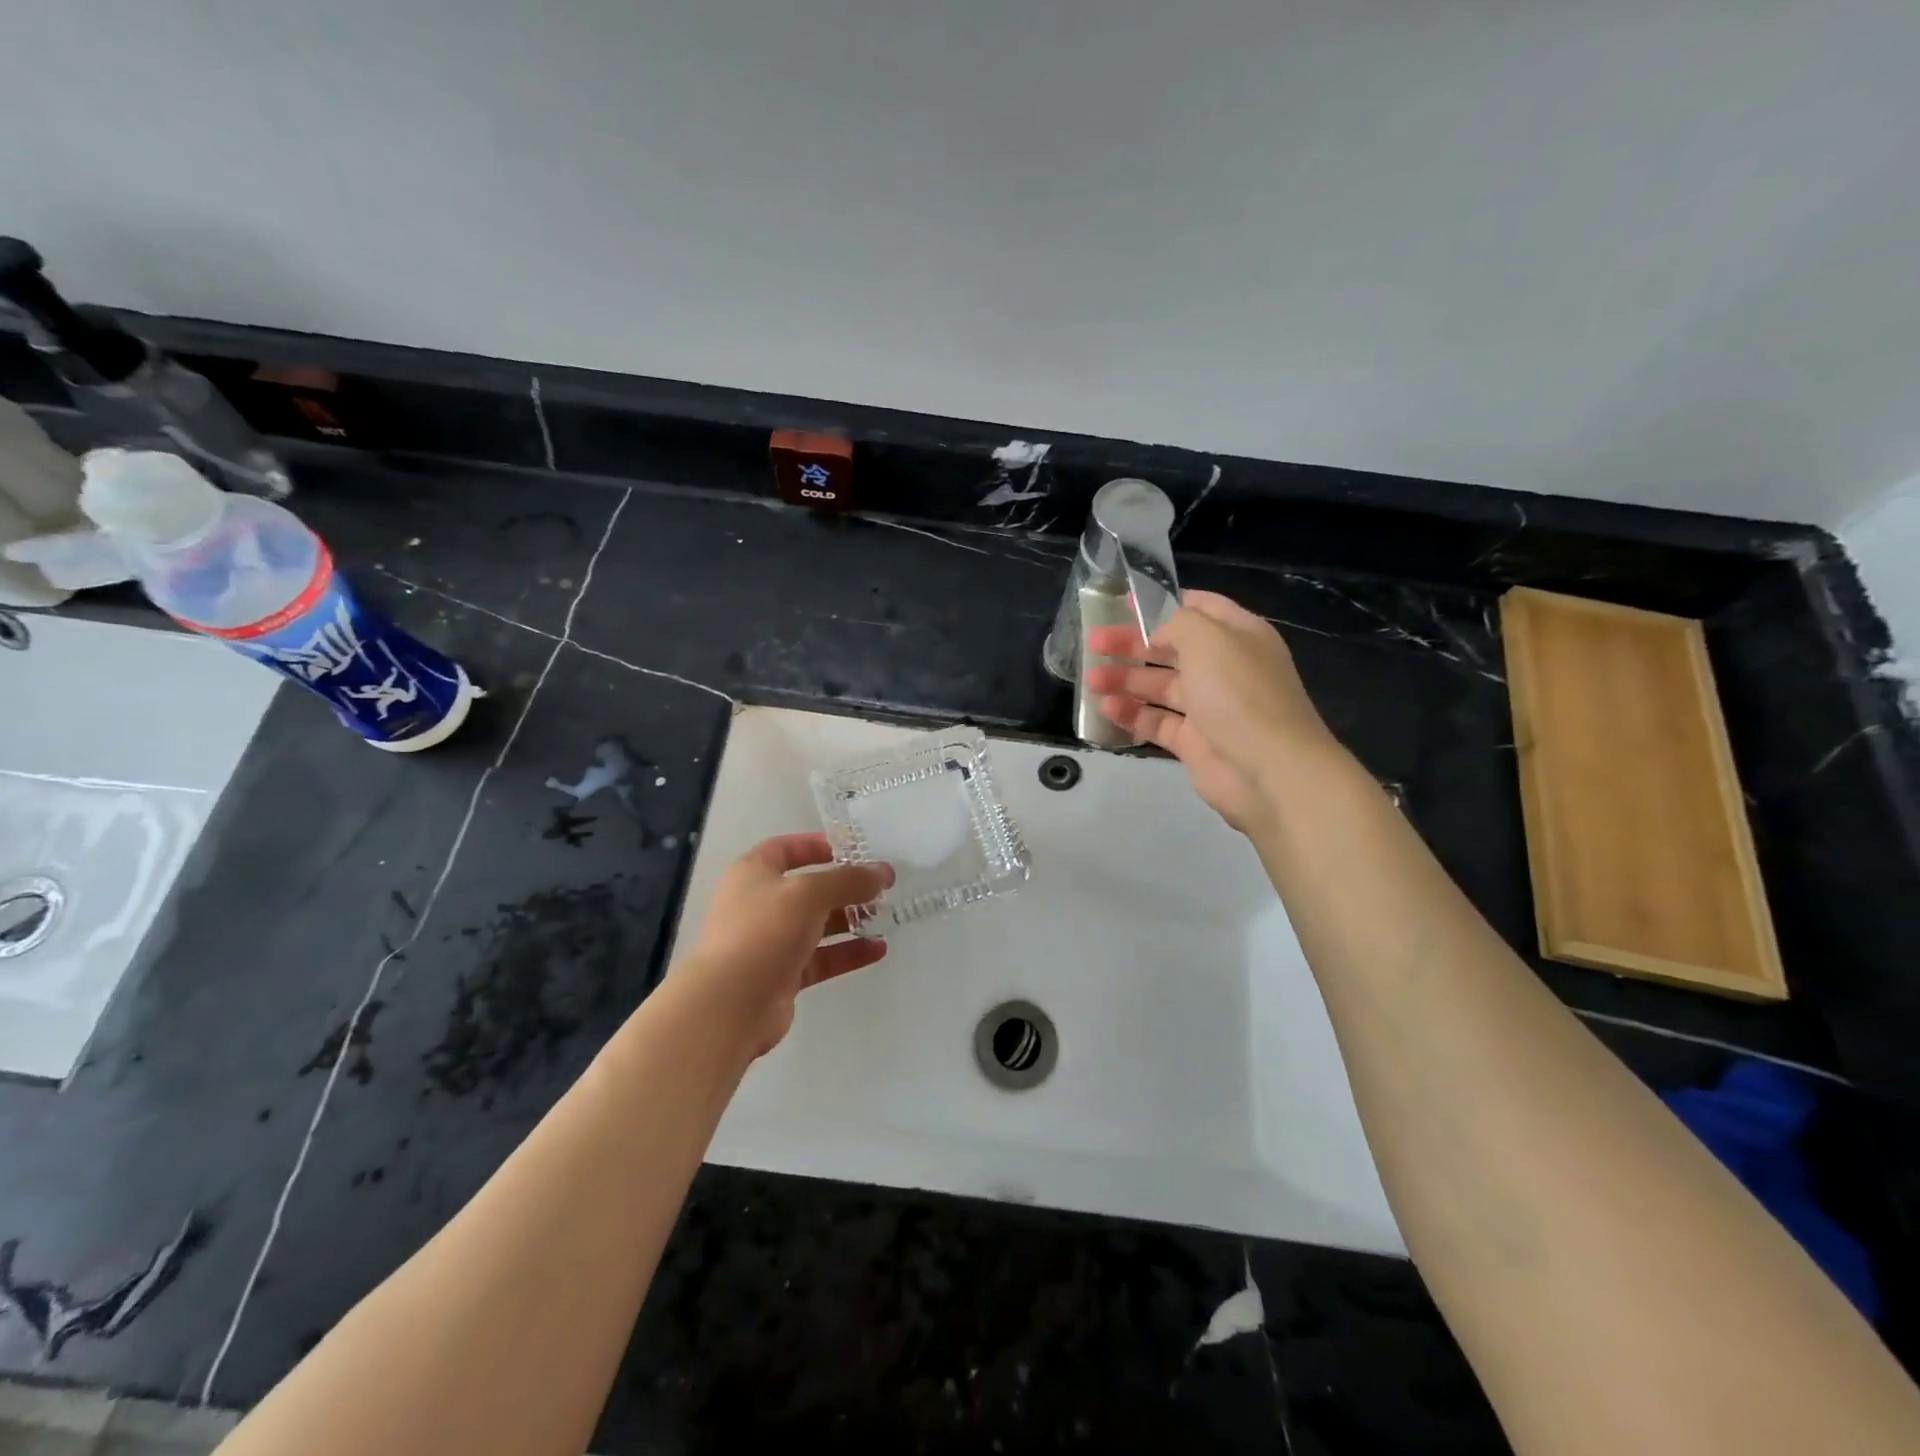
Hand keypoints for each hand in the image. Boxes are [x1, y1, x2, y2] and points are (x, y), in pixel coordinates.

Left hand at [676, 833, 893, 1058]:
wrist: (730, 1004)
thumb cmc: (765, 932)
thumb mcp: (810, 893)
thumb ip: (849, 880)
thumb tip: (883, 872)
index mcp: (753, 873)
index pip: (786, 848)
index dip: (818, 845)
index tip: (855, 850)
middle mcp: (759, 904)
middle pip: (807, 888)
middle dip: (844, 887)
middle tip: (880, 887)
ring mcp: (770, 942)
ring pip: (816, 925)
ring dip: (849, 920)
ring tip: (885, 917)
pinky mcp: (782, 975)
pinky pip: (820, 958)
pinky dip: (847, 952)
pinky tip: (877, 950)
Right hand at [1083, 590, 1344, 831]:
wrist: (1269, 770)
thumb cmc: (1239, 694)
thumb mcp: (1208, 639)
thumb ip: (1176, 623)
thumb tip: (1155, 634)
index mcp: (1237, 635)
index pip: (1198, 608)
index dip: (1161, 604)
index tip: (1123, 604)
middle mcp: (1224, 668)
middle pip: (1171, 648)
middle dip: (1132, 644)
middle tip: (1094, 642)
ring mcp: (1209, 707)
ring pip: (1159, 686)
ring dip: (1125, 680)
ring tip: (1091, 679)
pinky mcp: (1194, 742)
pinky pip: (1157, 722)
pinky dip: (1132, 714)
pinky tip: (1106, 708)